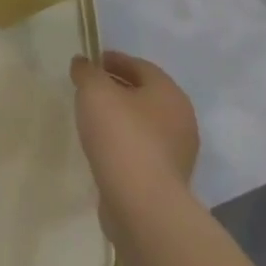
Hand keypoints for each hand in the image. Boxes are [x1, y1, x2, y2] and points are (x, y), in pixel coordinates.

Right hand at [71, 50, 200, 241]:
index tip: (90, 63)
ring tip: (91, 118)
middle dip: (117, 88)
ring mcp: (178, 153)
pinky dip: (124, 142)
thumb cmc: (121, 136)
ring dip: (121, 117)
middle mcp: (181, 120)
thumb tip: (83, 64)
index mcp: (169, 93)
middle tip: (88, 88)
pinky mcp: (167, 179)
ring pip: (144, 124)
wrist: (142, 204)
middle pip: (145, 95)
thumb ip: (87, 72)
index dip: (113, 60)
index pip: (140, 66)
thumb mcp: (94, 91)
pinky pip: (143, 150)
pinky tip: (103, 147)